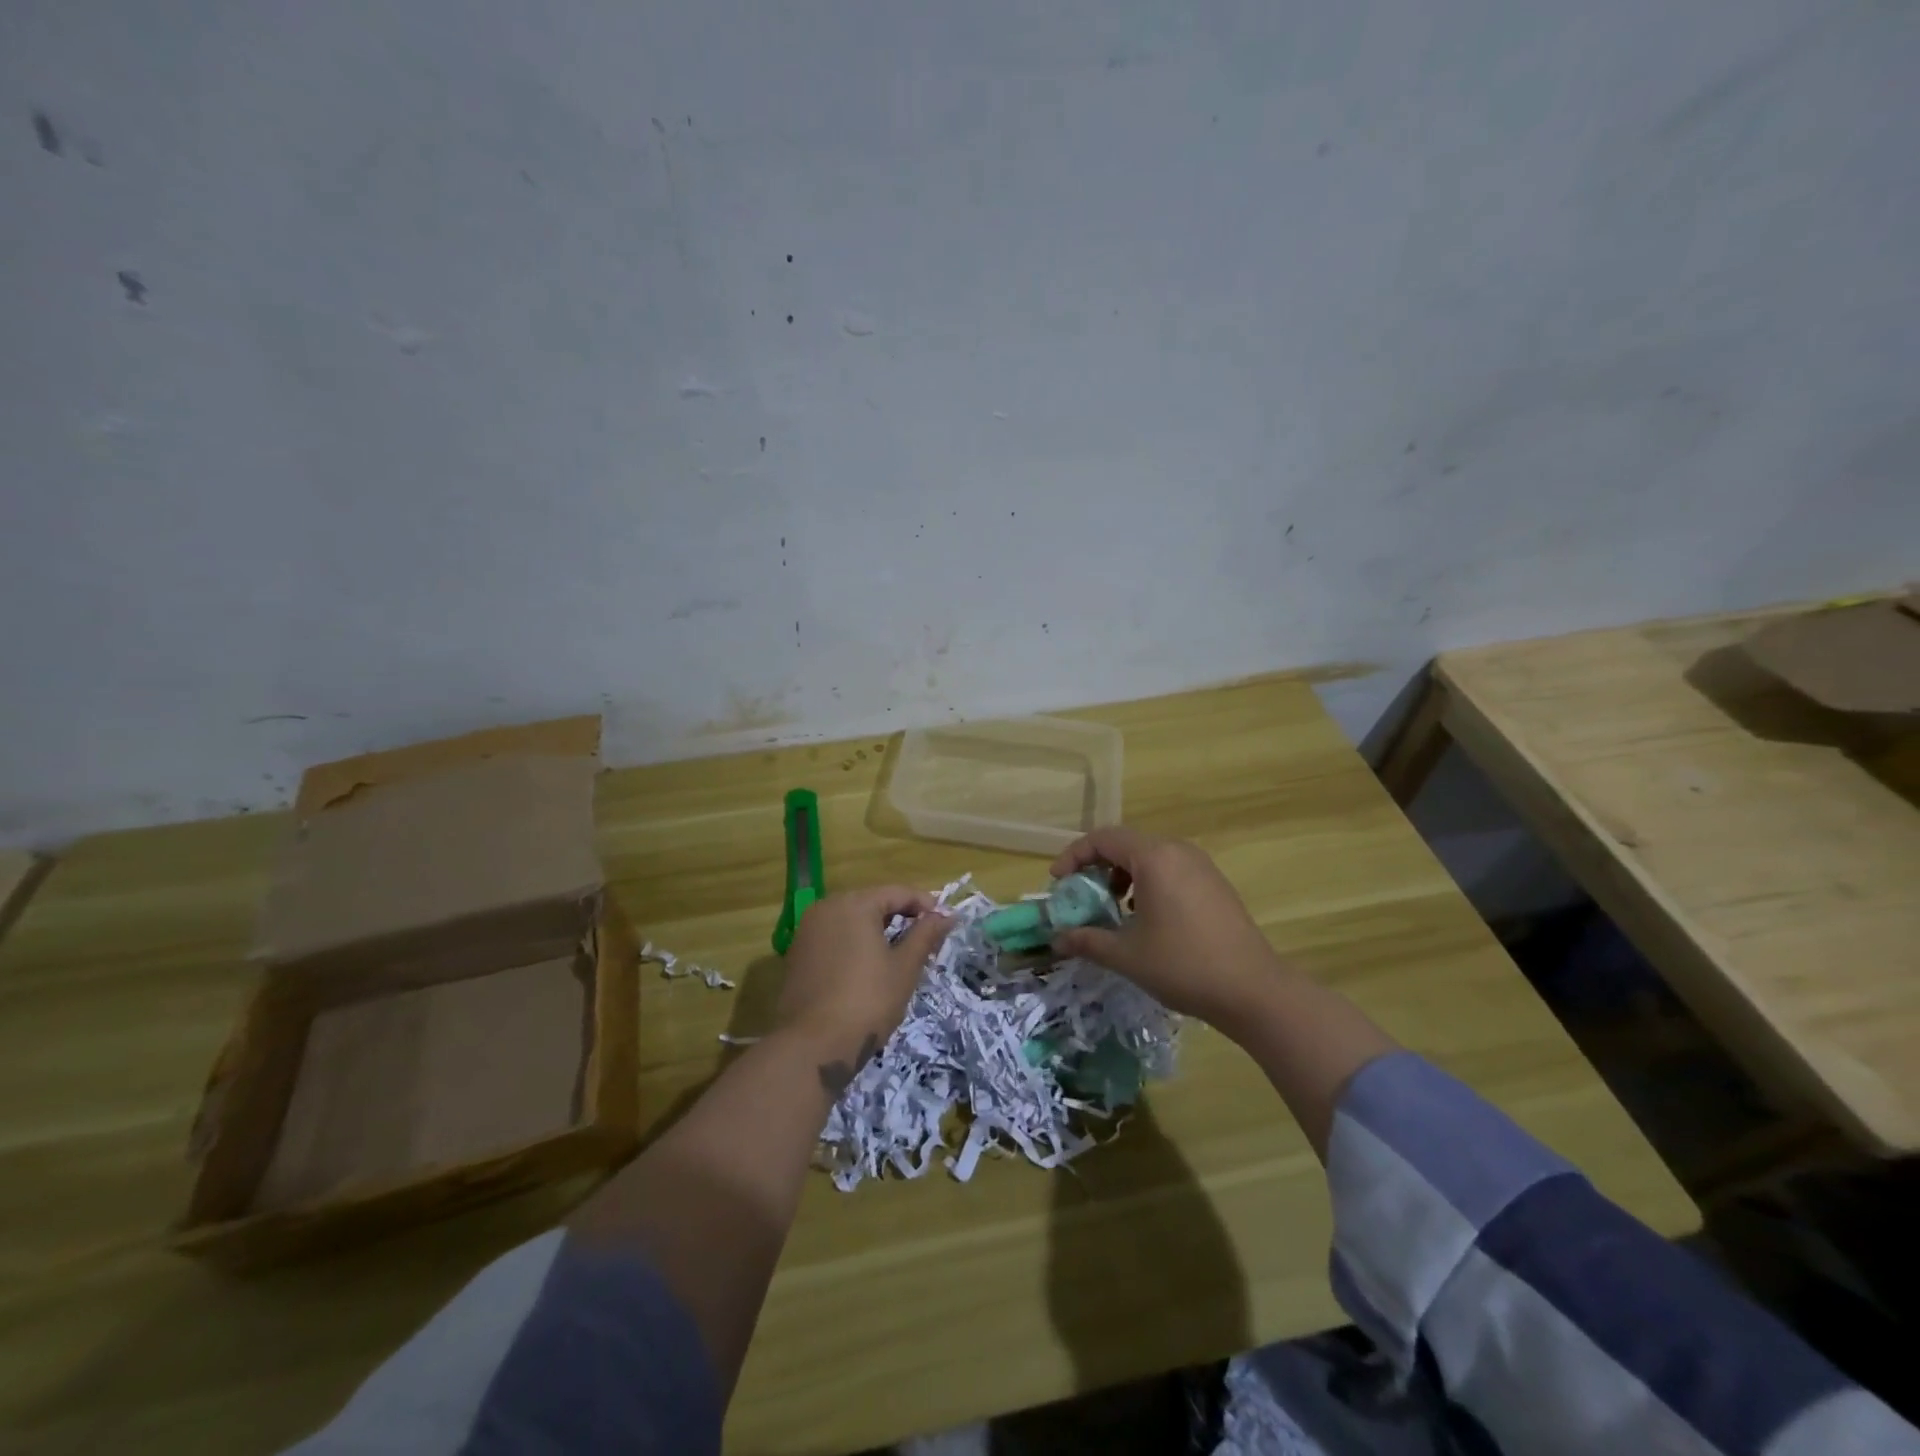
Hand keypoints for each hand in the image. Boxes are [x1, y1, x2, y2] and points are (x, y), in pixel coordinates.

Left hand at [775, 885, 953, 1078]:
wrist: (812, 1046)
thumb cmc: (867, 1002)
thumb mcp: (904, 967)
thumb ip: (925, 935)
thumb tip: (947, 915)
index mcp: (854, 904)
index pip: (898, 893)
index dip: (925, 905)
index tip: (945, 924)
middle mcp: (826, 908)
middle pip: (873, 903)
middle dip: (901, 918)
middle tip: (925, 941)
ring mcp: (807, 931)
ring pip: (852, 921)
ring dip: (877, 932)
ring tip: (900, 956)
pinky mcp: (797, 954)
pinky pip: (834, 938)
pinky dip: (854, 945)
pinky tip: (868, 969)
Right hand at [1049, 827, 1283, 1030]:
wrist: (1253, 990)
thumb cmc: (1183, 965)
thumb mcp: (1126, 955)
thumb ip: (1087, 940)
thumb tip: (1056, 940)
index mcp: (1154, 858)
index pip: (1103, 838)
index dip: (1074, 856)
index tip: (1057, 882)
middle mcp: (1178, 851)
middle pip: (1125, 844)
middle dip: (1096, 867)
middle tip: (1080, 896)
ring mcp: (1200, 866)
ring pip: (1149, 857)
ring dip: (1122, 875)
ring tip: (1111, 908)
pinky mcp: (1214, 883)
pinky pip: (1170, 869)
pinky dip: (1147, 883)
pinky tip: (1145, 917)